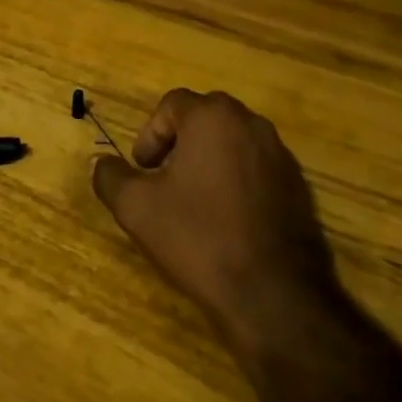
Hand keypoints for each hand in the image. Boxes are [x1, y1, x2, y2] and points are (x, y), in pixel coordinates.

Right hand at [94, 90, 343, 350]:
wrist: (274, 296)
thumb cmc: (199, 237)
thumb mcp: (136, 207)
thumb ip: (111, 176)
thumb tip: (102, 164)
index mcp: (214, 118)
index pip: (172, 104)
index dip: (149, 135)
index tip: (142, 170)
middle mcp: (252, 125)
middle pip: (205, 119)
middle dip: (178, 143)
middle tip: (162, 179)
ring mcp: (282, 157)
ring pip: (233, 144)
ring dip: (208, 161)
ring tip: (192, 202)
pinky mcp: (299, 188)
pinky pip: (256, 170)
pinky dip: (236, 182)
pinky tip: (225, 222)